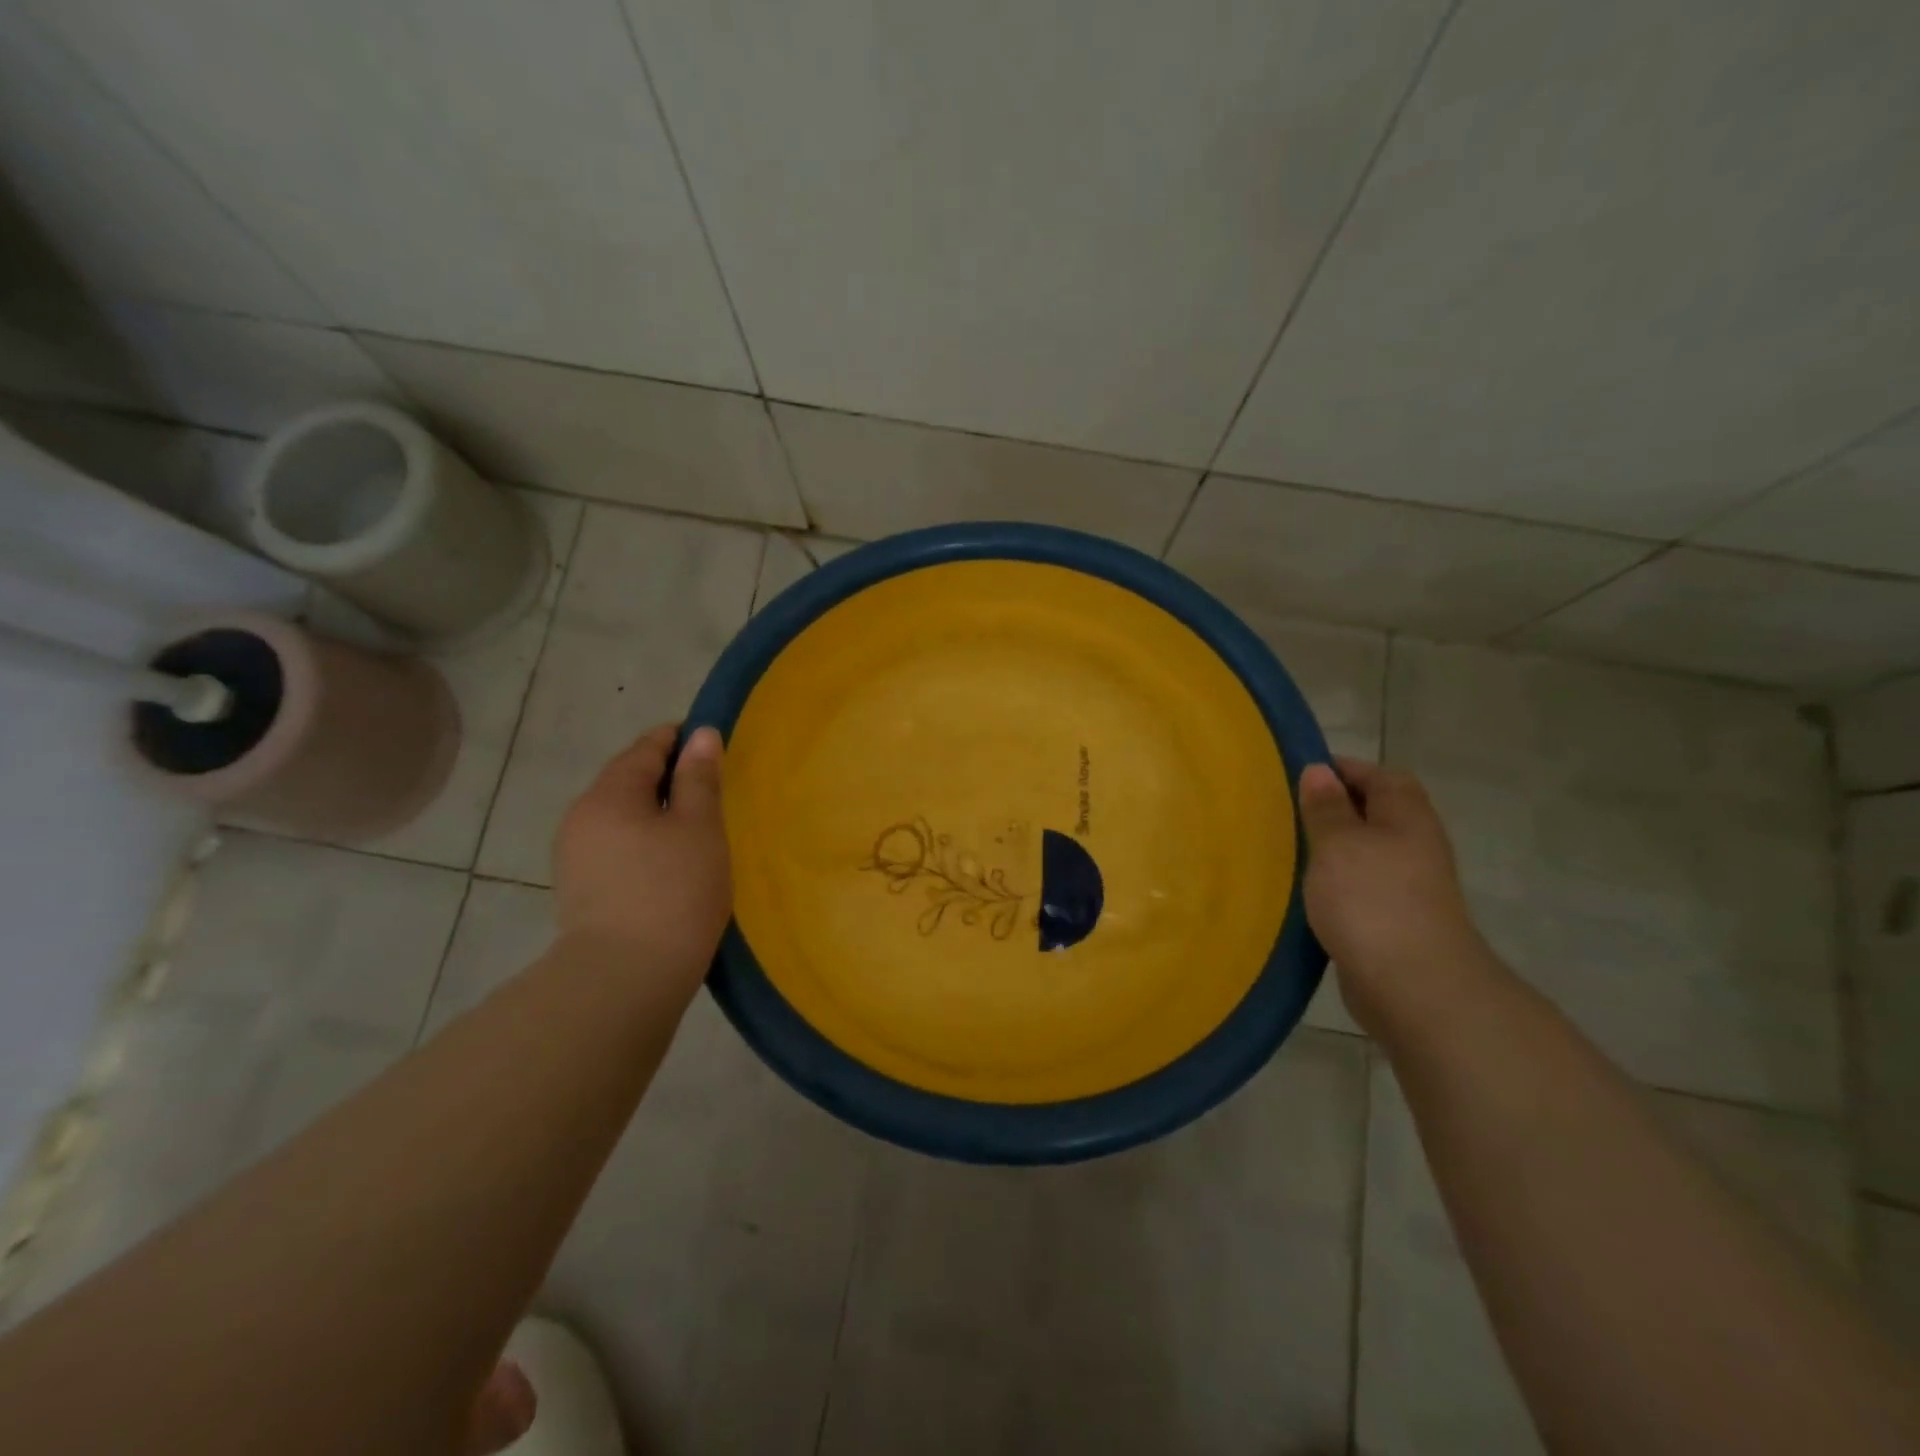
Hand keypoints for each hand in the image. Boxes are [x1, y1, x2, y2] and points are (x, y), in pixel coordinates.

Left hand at [554, 724, 731, 980]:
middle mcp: (582, 816)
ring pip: (622, 817)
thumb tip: (701, 735)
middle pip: (629, 781)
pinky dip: (644, 843)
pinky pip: (616, 847)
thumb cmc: (673, 891)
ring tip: (696, 829)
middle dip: (669, 779)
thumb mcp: (700, 827)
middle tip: (713, 791)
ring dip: (656, 814)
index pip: (646, 748)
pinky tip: (669, 863)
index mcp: (609, 793)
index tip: (713, 746)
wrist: (624, 979)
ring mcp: (575, 856)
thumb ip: (700, 778)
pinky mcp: (580, 890)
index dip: (680, 740)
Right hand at [1298, 757, 1499, 1035]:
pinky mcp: (1391, 921)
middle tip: (1284, 813)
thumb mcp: (1338, 843)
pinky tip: (1301, 893)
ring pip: (1362, 853)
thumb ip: (1325, 806)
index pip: (1378, 775)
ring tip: (1284, 850)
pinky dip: (1332, 885)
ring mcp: (1406, 886)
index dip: (1341, 769)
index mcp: (1406, 817)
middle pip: (1372, 813)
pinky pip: (1357, 888)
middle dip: (1330, 810)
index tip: (1297, 775)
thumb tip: (1319, 770)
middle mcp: (1413, 845)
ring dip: (1329, 851)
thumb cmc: (1372, 900)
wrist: (1414, 986)